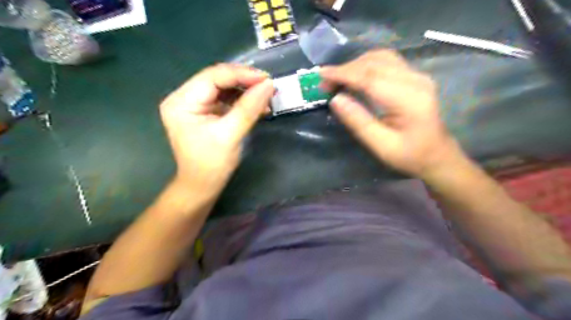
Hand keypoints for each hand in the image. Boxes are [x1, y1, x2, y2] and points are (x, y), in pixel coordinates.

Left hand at [158, 64, 273, 198]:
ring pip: (224, 88)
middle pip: (217, 79)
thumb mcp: (230, 135)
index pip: (213, 77)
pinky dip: (243, 101)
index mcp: (181, 101)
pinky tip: (258, 105)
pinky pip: (225, 99)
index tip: (267, 79)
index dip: (241, 74)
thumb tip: (269, 85)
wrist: (202, 186)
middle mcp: (184, 97)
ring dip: (246, 91)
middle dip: (245, 81)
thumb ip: (249, 108)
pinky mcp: (205, 112)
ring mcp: (194, 104)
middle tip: (269, 86)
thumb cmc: (211, 164)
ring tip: (266, 96)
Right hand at [321, 51, 462, 177]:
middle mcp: (415, 80)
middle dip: (346, 69)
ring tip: (337, 80)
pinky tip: (355, 76)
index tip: (321, 75)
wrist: (438, 156)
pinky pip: (387, 61)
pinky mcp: (414, 77)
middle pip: (375, 62)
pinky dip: (366, 65)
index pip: (370, 77)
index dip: (343, 74)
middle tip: (325, 83)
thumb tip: (335, 100)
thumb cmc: (409, 156)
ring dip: (355, 65)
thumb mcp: (381, 146)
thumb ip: (358, 122)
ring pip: (380, 57)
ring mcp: (417, 75)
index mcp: (409, 99)